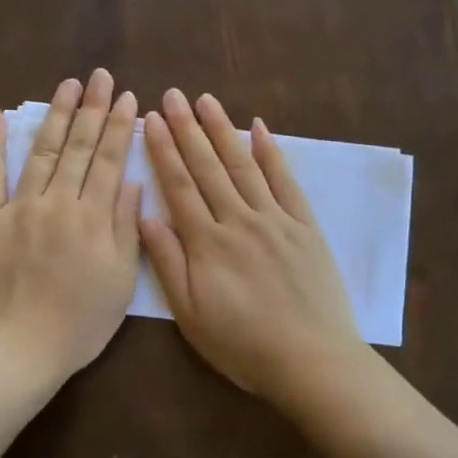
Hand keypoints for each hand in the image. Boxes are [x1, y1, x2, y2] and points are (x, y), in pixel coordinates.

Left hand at [0, 70, 142, 391]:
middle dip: (92, 108)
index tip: (127, 97)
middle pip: (78, 147)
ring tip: (68, 85)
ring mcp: (18, 206)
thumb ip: (126, 228)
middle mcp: (57, 202)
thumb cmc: (77, 324)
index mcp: (92, 218)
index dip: (119, 127)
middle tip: (101, 75)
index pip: (108, 161)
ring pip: (41, 151)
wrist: (16, 349)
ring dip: (56, 115)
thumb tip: (131, 183)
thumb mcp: (120, 282)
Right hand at [140, 89, 366, 401]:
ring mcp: (276, 219)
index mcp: (207, 243)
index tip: (151, 120)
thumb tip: (145, 216)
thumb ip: (168, 264)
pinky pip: (286, 181)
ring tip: (205, 100)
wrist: (312, 361)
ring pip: (244, 165)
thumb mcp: (191, 315)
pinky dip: (272, 152)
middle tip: (171, 96)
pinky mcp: (305, 226)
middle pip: (208, 167)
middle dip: (187, 129)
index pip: (179, 187)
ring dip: (223, 130)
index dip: (163, 151)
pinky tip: (259, 128)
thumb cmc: (243, 345)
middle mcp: (239, 220)